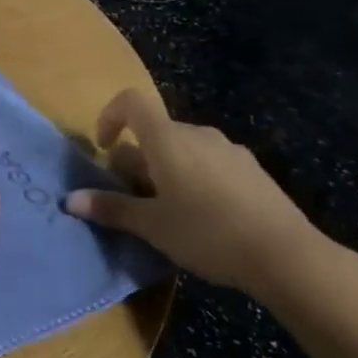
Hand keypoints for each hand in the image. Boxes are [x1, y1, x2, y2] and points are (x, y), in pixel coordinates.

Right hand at [64, 88, 325, 297]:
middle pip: (156, 131)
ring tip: (168, 210)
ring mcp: (229, 150)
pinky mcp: (252, 170)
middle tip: (134, 197)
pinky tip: (205, 218)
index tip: (104, 149)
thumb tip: (70, 200)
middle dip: (137, 158)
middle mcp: (197, 134)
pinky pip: (210, 163)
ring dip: (166, 169)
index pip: (130, 102)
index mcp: (167, 139)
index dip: (109, 116)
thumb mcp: (152, 226)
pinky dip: (195, 178)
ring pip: (183, 148)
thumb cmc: (207, 233)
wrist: (287, 255)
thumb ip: (111, 208)